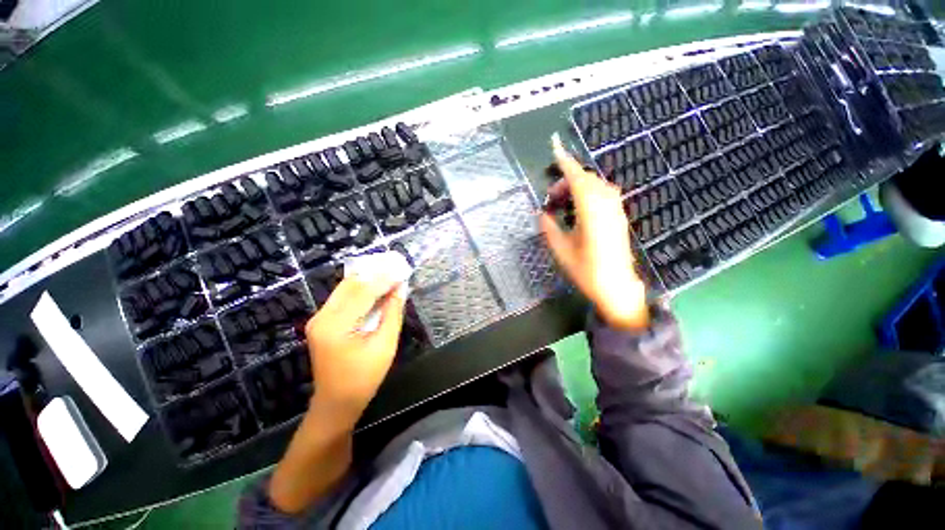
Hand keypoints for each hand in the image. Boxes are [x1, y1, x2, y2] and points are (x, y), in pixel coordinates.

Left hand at [304, 275, 405, 422]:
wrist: (337, 402)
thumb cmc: (364, 378)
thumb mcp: (385, 345)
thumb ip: (392, 314)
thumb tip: (399, 289)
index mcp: (336, 326)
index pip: (362, 292)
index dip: (384, 279)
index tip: (401, 270)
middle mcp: (322, 318)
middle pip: (350, 285)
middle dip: (374, 274)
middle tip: (396, 268)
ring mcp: (319, 319)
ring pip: (345, 289)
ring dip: (368, 280)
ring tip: (389, 274)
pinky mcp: (322, 322)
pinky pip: (343, 298)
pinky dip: (361, 290)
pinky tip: (376, 287)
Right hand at [540, 136, 648, 329]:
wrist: (617, 287)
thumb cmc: (586, 271)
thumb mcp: (561, 250)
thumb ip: (549, 228)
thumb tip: (542, 213)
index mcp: (591, 211)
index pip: (576, 178)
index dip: (565, 161)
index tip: (554, 146)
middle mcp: (606, 205)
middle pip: (586, 179)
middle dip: (566, 180)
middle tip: (551, 197)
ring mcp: (615, 210)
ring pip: (596, 185)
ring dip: (577, 187)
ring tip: (562, 202)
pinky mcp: (619, 217)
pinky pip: (603, 194)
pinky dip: (587, 193)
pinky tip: (578, 208)